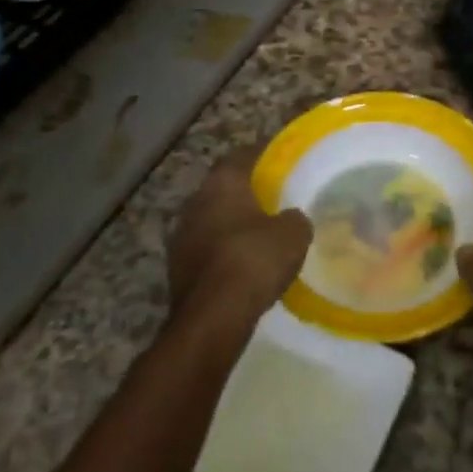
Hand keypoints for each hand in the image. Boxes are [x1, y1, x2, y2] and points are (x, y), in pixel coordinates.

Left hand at [168, 145, 312, 327]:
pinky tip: (244, 263)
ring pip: (212, 219)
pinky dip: (224, 251)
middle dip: (246, 191)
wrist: (213, 317)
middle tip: (273, 196)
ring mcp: (182, 235)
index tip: (281, 158)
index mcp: (222, 183)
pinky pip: (207, 248)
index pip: (242, 155)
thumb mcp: (293, 234)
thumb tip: (291, 218)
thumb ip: (295, 218)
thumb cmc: (254, 260)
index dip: (263, 154)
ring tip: (260, 232)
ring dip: (232, 223)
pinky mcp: (178, 268)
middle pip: (224, 187)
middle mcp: (196, 201)